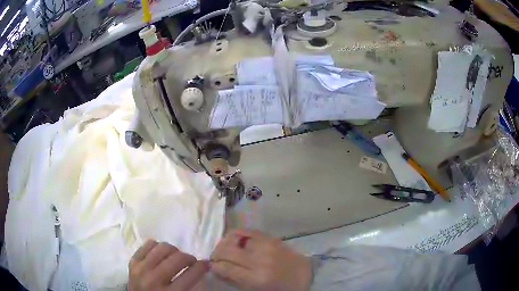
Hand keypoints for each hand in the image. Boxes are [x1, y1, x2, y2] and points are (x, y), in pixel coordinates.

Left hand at [128, 240, 207, 290]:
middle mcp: (154, 279)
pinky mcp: (132, 263)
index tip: (206, 264)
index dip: (202, 267)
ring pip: (162, 248)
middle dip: (189, 258)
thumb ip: (191, 288)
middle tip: (192, 262)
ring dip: (173, 251)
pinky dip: (156, 246)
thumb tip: (202, 269)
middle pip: (177, 259)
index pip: (191, 274)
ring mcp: (141, 269)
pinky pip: (146, 245)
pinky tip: (161, 254)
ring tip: (176, 257)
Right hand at [210, 229, 311, 290]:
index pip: (225, 268)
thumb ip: (234, 280)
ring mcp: (266, 246)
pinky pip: (247, 230)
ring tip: (224, 249)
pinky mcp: (271, 237)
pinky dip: (237, 234)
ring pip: (234, 237)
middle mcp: (259, 260)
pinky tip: (234, 240)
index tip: (212, 266)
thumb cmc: (278, 288)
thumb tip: (215, 269)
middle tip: (215, 258)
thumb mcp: (254, 290)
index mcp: (256, 278)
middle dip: (216, 254)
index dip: (214, 266)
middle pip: (226, 250)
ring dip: (225, 243)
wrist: (303, 275)